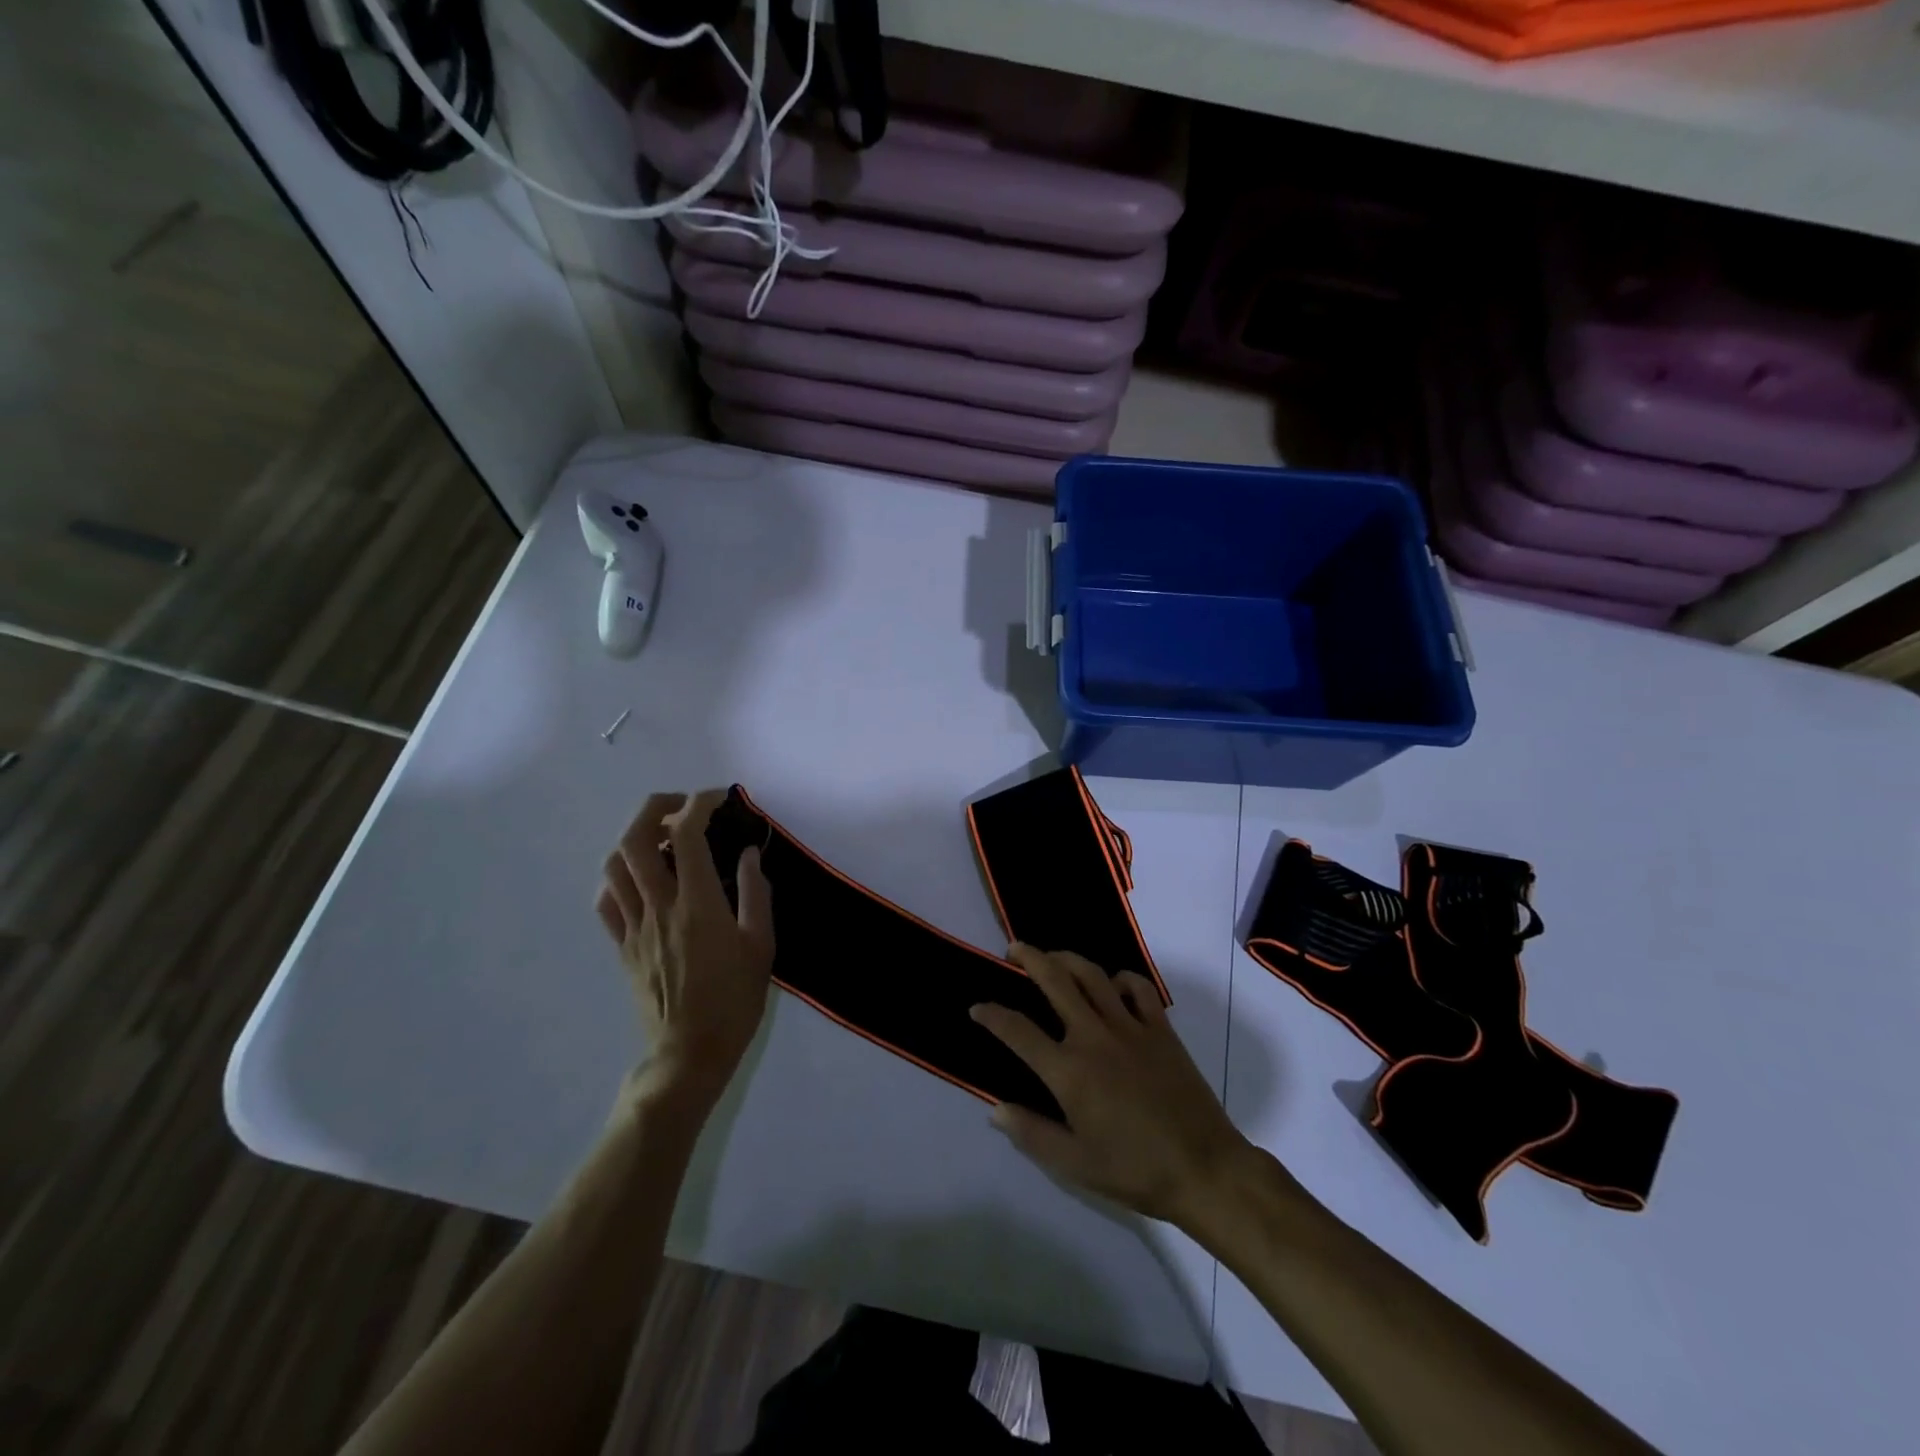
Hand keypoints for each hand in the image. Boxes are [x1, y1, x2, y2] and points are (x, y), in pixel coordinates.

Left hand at [595, 790, 775, 1111]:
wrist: (689, 1053)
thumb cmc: (734, 1001)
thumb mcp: (762, 946)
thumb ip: (756, 894)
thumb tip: (749, 854)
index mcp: (697, 903)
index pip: (686, 835)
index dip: (699, 805)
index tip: (718, 798)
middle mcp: (658, 906)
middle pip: (635, 839)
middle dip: (655, 808)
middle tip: (683, 807)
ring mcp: (633, 927)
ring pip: (614, 866)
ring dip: (634, 839)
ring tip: (662, 838)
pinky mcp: (621, 947)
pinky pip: (606, 900)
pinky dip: (619, 876)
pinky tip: (642, 879)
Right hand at [970, 946, 1251, 1228]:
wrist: (1204, 1168)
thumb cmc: (1135, 1170)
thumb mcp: (1074, 1165)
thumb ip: (1031, 1134)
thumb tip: (995, 1110)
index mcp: (1069, 1070)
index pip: (1018, 1031)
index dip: (992, 1015)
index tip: (977, 1007)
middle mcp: (1094, 1036)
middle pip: (1055, 980)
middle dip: (1029, 958)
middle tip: (1013, 950)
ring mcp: (1130, 1027)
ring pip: (1093, 975)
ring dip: (1067, 958)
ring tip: (1053, 956)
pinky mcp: (1161, 1028)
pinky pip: (1139, 988)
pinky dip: (1121, 978)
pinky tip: (1113, 984)